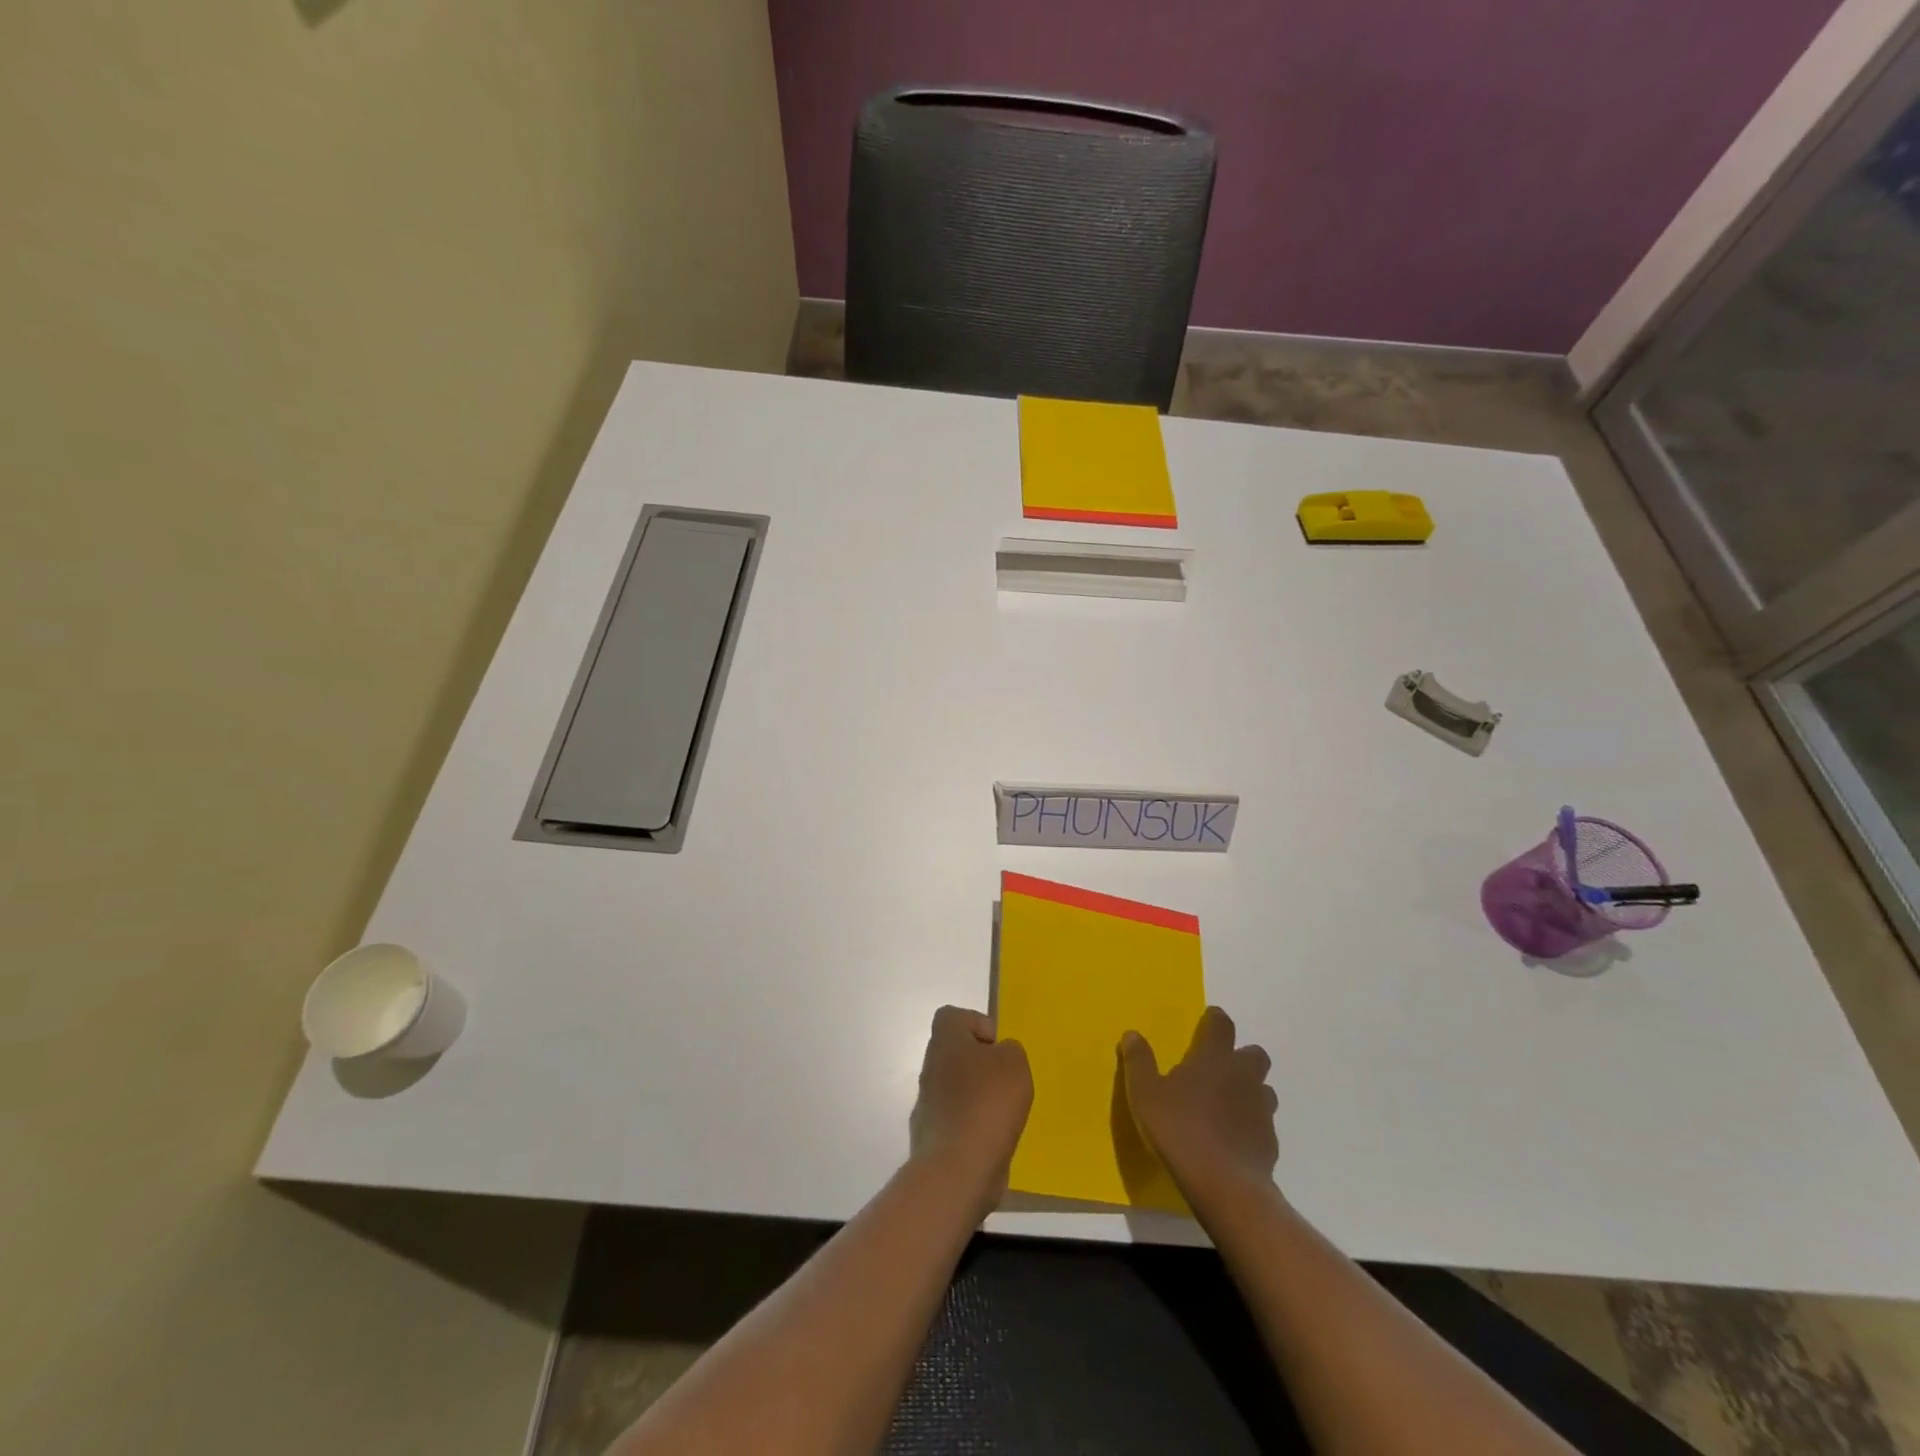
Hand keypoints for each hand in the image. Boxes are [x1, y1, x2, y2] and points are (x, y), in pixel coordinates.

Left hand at [908, 1006, 1032, 1218]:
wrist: (958, 1169)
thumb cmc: (988, 1103)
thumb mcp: (1014, 1063)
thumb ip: (1009, 1050)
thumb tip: (999, 1055)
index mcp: (945, 1042)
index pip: (951, 1016)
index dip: (976, 1023)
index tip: (998, 1047)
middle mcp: (930, 1068)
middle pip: (954, 1053)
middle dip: (981, 1065)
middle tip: (1005, 1082)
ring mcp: (927, 1104)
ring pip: (955, 1088)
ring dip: (977, 1097)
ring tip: (1003, 1115)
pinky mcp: (932, 1137)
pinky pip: (955, 1121)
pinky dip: (973, 1127)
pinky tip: (991, 1140)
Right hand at [1120, 1006, 1278, 1206]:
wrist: (1224, 1185)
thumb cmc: (1179, 1130)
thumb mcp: (1145, 1094)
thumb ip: (1139, 1062)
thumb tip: (1132, 1034)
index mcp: (1214, 1059)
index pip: (1222, 1026)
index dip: (1215, 1019)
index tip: (1210, 1019)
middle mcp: (1243, 1076)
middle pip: (1254, 1054)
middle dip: (1241, 1056)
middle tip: (1219, 1068)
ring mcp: (1261, 1109)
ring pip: (1264, 1089)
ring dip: (1250, 1091)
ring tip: (1228, 1105)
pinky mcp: (1270, 1142)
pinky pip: (1263, 1124)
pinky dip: (1251, 1125)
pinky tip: (1234, 1139)